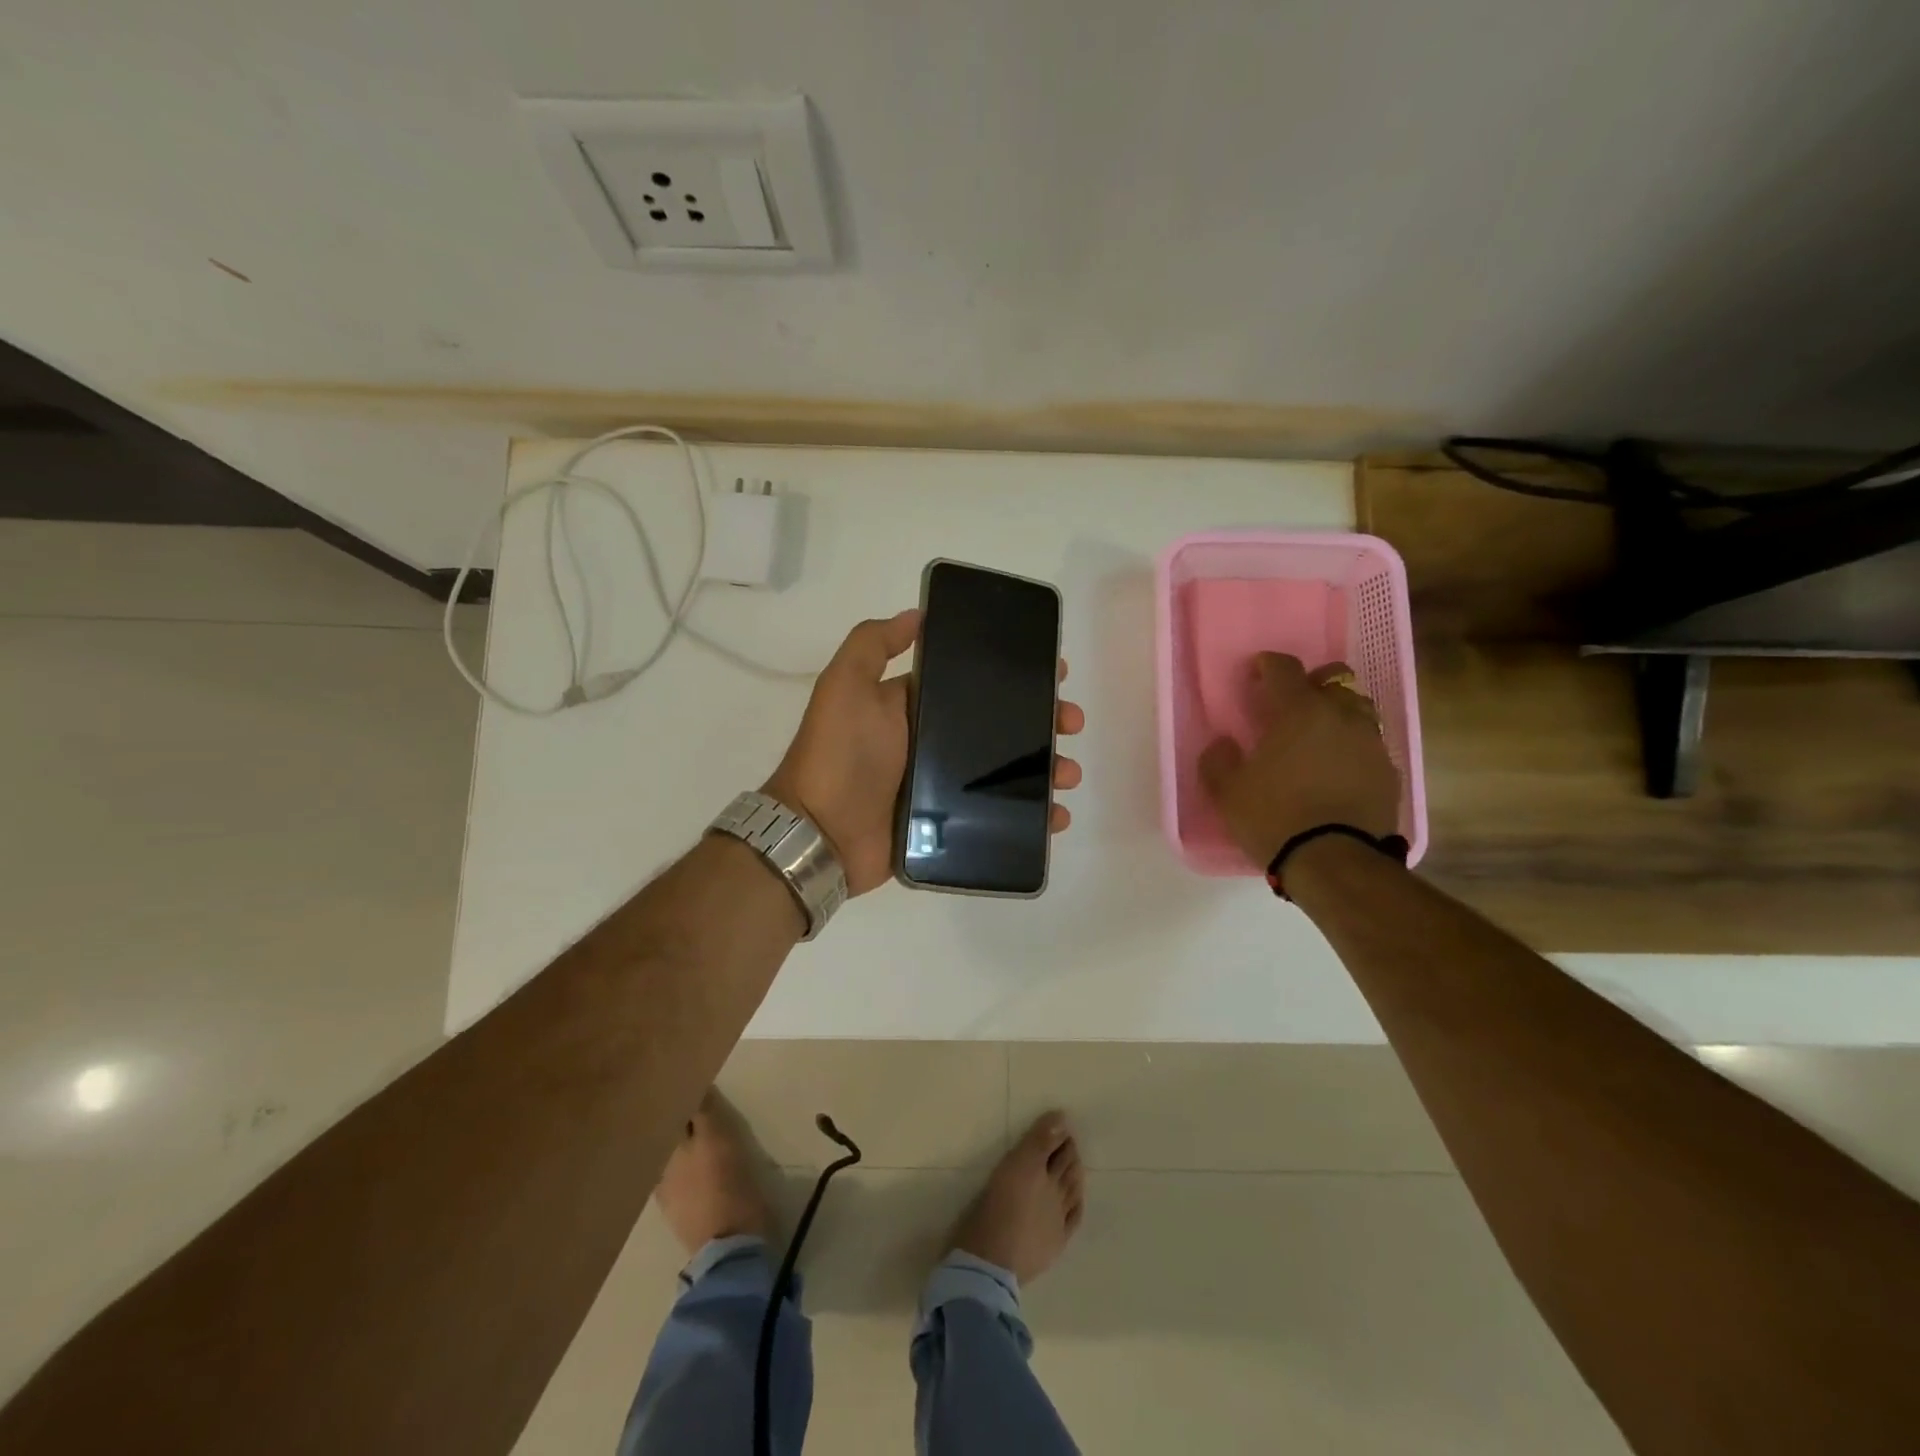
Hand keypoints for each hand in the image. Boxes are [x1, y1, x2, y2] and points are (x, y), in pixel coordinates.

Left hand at [765, 609, 1085, 895]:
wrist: (821, 833)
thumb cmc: (838, 754)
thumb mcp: (845, 685)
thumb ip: (873, 644)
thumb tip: (917, 613)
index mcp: (914, 706)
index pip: (975, 685)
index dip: (1014, 677)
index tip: (1053, 673)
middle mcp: (932, 742)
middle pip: (1000, 727)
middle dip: (1041, 722)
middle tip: (1071, 723)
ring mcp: (942, 786)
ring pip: (1006, 772)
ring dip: (1044, 769)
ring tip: (1068, 774)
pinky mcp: (948, 825)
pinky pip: (998, 816)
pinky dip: (1032, 816)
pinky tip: (1057, 814)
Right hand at [1197, 654, 1399, 869]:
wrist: (1335, 862)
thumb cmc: (1274, 817)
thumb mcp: (1227, 791)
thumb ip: (1218, 760)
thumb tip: (1224, 743)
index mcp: (1300, 711)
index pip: (1284, 668)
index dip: (1267, 664)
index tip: (1255, 672)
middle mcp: (1341, 716)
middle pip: (1333, 679)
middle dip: (1312, 684)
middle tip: (1292, 705)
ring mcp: (1371, 743)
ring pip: (1358, 710)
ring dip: (1337, 713)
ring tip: (1319, 737)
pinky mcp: (1388, 772)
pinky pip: (1369, 745)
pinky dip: (1352, 747)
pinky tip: (1337, 770)